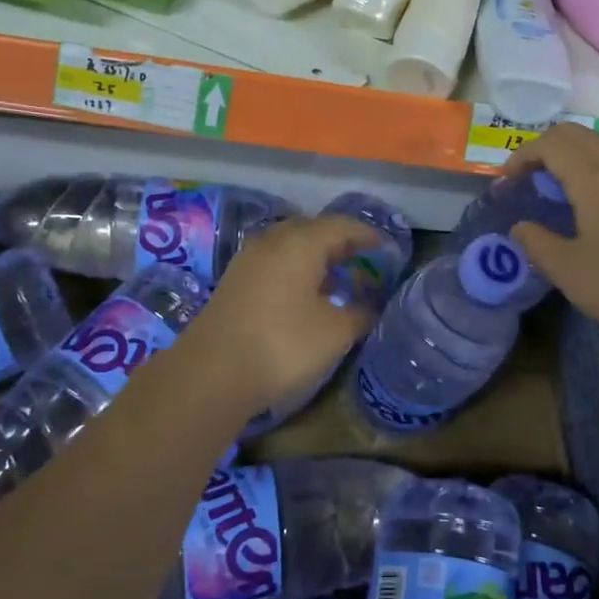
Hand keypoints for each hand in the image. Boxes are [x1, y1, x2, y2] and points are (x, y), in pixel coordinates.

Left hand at [176, 214, 381, 412]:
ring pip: (289, 246)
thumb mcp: (335, 332)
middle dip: (339, 242)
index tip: (386, 248)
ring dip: (315, 256)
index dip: (367, 235)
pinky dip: (294, 270)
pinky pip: (273, 263)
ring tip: (337, 277)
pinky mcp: (234, 282)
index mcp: (301, 243)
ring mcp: (248, 260)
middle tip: (362, 260)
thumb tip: (371, 307)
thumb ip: (360, 314)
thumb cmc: (283, 344)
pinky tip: (305, 294)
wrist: (212, 373)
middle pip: (312, 230)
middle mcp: (272, 241)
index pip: (342, 226)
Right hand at [502, 125, 598, 356]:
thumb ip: (536, 243)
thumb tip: (519, 227)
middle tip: (527, 180)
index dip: (521, 155)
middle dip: (545, 148)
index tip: (506, 183)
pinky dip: (597, 172)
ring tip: (557, 192)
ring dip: (573, 158)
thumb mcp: (567, 270)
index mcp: (595, 180)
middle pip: (578, 135)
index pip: (551, 143)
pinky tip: (595, 208)